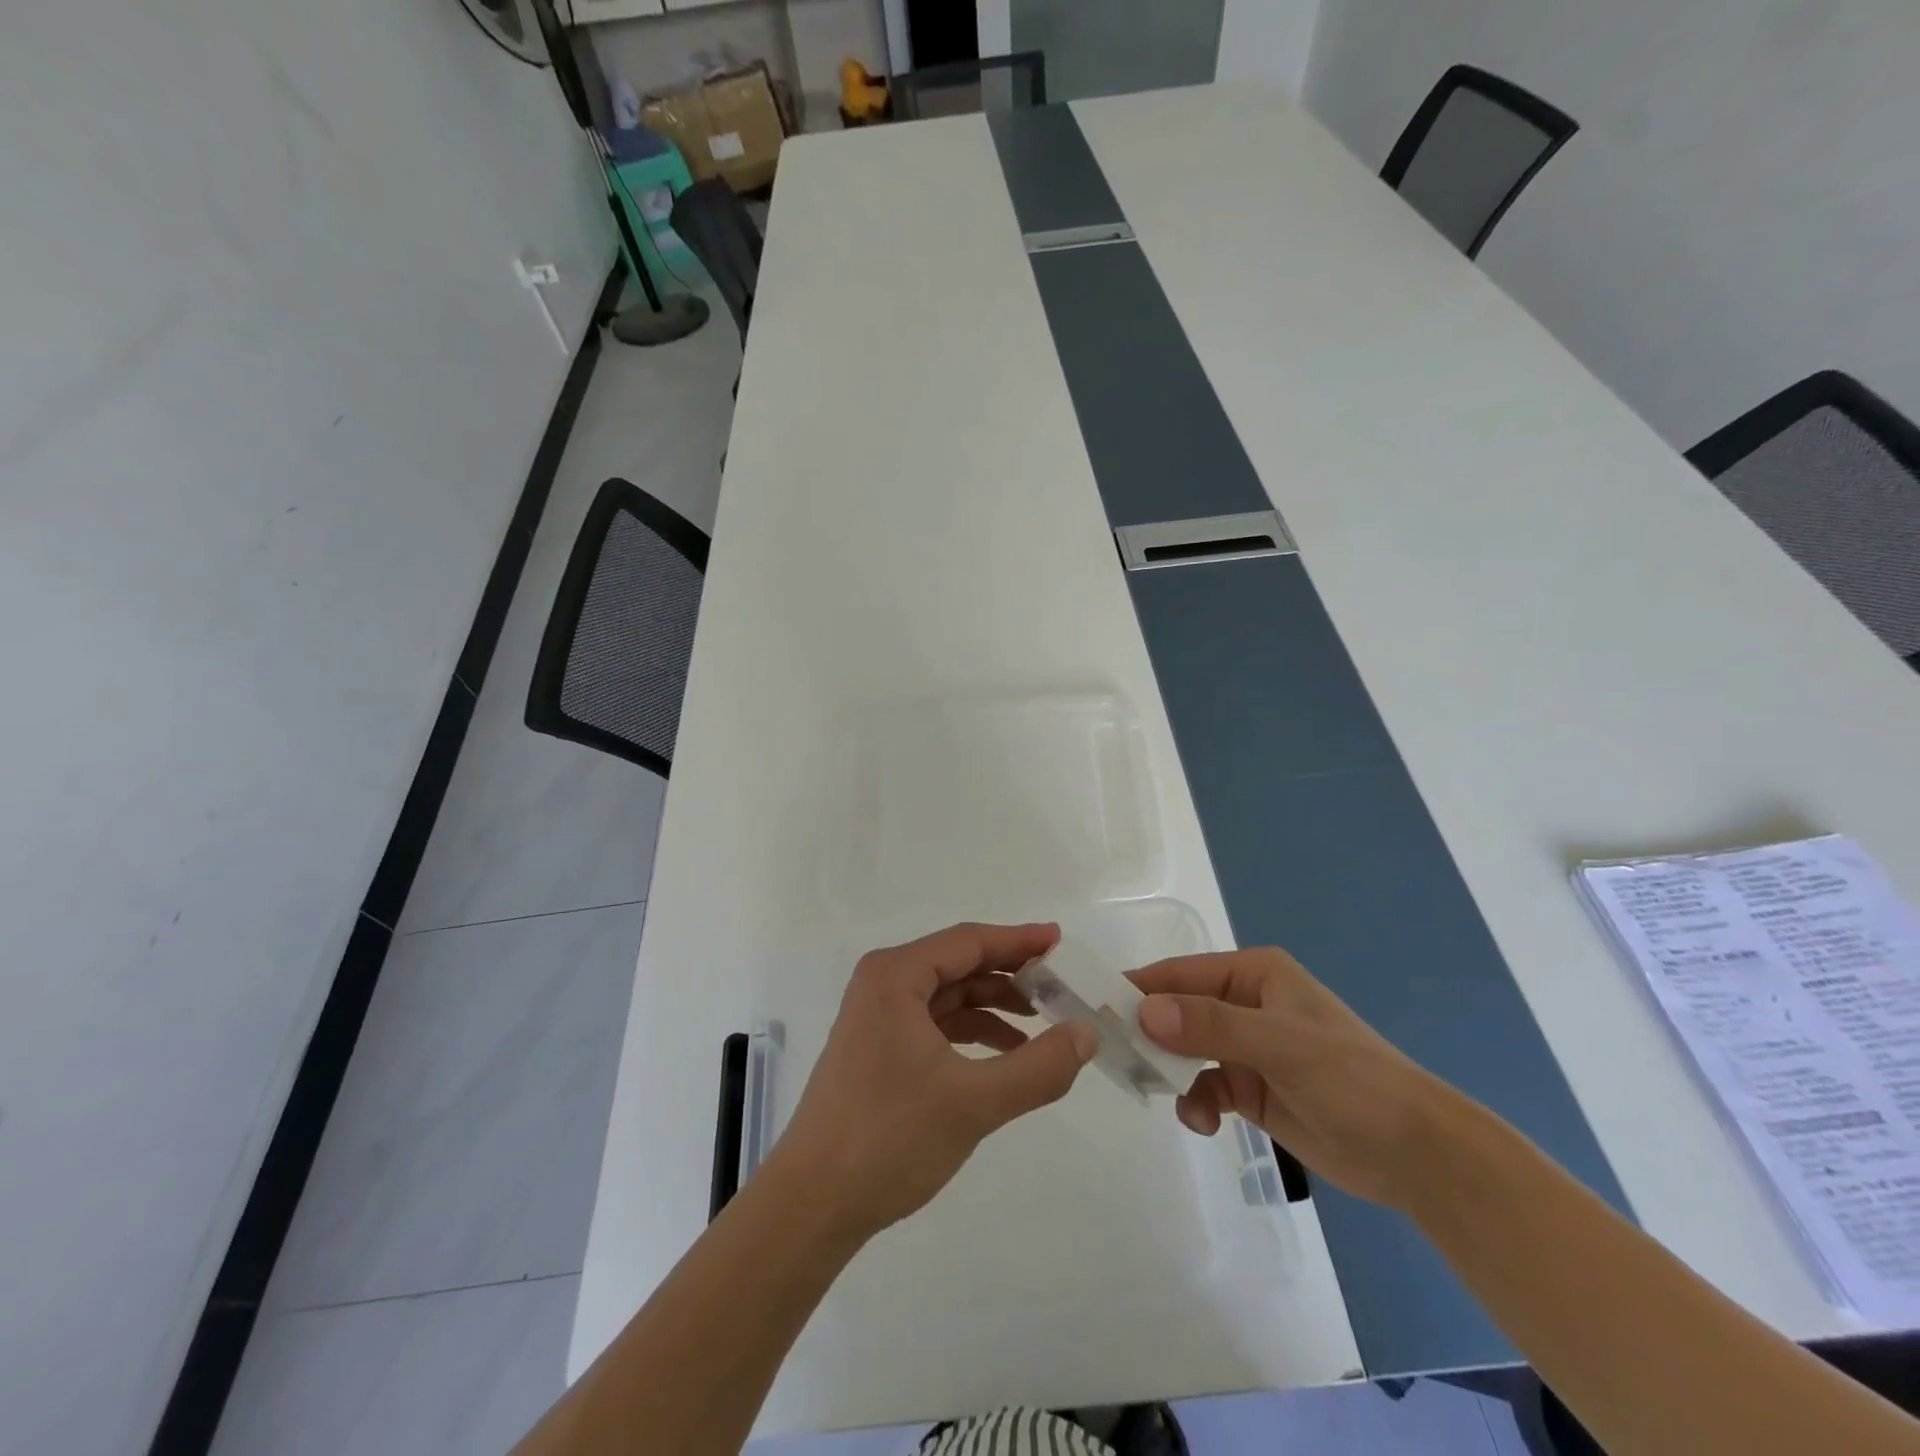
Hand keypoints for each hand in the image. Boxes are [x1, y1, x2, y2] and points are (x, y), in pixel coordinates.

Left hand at [766, 922, 1096, 1241]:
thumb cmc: (888, 1138)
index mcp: (896, 976)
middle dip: (1010, 976)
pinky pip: (936, 1025)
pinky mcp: (878, 1049)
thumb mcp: (974, 1102)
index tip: (1061, 941)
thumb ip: (1038, 1068)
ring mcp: (877, 1017)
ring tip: (1043, 1026)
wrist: (812, 1204)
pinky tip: (1005, 1057)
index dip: (1018, 941)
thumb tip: (1086, 1034)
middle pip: (959, 965)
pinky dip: (972, 1034)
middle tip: (1061, 989)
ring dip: (994, 1007)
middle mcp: (883, 984)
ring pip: (949, 996)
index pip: (969, 941)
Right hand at [1132, 947, 1460, 1210]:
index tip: (1094, 1008)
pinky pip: (1205, 1086)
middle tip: (1115, 1059)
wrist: (1417, 1155)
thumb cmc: (1351, 1080)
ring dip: (1172, 1073)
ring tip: (1166, 1096)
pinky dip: (1196, 1101)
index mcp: (1253, 974)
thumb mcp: (1280, 1045)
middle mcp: (1245, 1004)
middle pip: (1178, 1011)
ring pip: (1186, 1051)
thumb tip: (1142, 1011)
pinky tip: (1204, 1122)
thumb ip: (1211, 1026)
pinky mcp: (1252, 1089)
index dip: (1139, 988)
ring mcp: (1248, 1048)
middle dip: (1149, 1034)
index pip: (1180, 973)